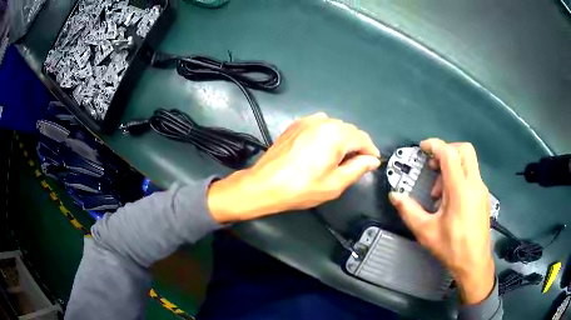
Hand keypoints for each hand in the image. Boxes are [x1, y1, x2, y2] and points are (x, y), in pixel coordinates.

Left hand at [207, 113, 380, 222]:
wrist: (265, 184)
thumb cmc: (302, 188)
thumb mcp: (335, 183)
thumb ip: (358, 168)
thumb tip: (372, 160)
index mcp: (336, 135)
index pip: (363, 139)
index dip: (371, 151)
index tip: (373, 162)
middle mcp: (323, 122)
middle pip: (349, 130)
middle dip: (357, 145)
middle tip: (357, 163)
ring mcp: (307, 121)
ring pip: (335, 126)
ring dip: (342, 139)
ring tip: (340, 157)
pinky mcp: (296, 125)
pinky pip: (319, 124)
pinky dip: (327, 134)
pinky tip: (322, 147)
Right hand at [389, 139, 494, 304]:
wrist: (474, 263)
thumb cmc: (451, 248)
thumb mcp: (426, 231)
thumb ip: (409, 211)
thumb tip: (394, 196)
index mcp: (460, 190)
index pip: (449, 154)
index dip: (435, 145)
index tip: (422, 148)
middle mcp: (474, 184)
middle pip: (464, 150)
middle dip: (447, 151)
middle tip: (433, 166)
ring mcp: (481, 189)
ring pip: (469, 162)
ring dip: (452, 167)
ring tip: (438, 192)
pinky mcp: (483, 197)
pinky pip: (472, 175)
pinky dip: (459, 177)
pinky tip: (450, 200)